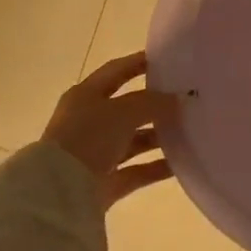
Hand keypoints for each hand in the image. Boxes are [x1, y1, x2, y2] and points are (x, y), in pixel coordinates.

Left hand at [43, 52, 179, 210]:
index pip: (116, 71)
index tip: (168, 60)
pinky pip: (137, 170)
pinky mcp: (105, 182)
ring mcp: (96, 154)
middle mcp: (89, 122)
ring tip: (190, 131)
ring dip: (159, 136)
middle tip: (186, 99)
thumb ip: (154, 102)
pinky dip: (157, 167)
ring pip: (134, 140)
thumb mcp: (124, 111)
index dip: (139, 63)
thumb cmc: (89, 137)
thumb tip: (179, 98)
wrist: (60, 191)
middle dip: (156, 104)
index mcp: (86, 96)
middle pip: (128, 108)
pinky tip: (183, 163)